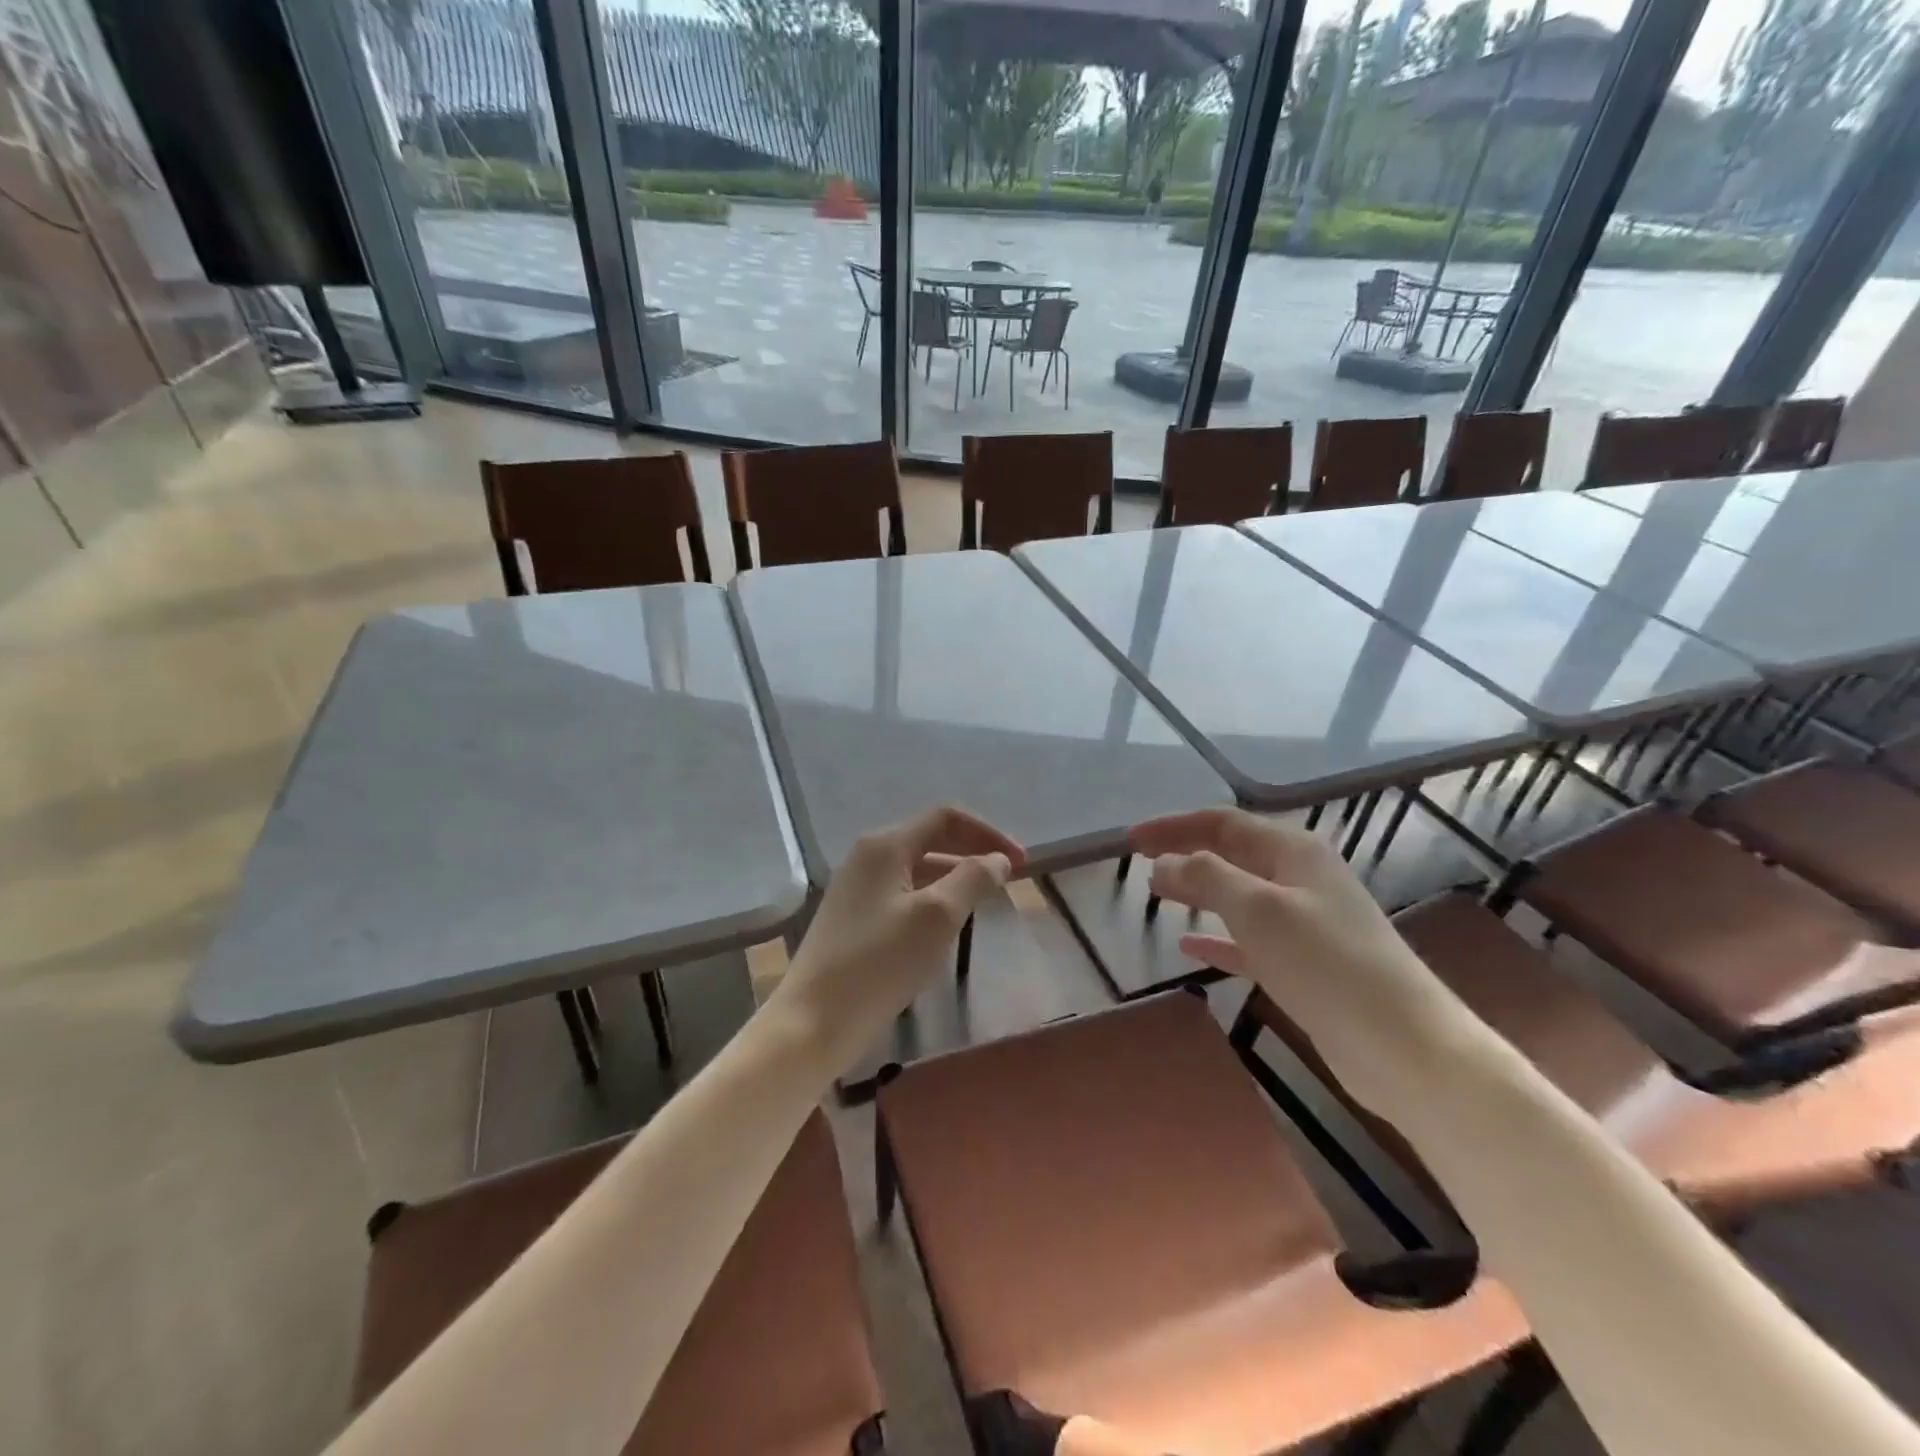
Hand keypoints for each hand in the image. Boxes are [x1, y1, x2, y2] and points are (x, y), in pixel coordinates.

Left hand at [770, 806, 1022, 1073]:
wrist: (813, 1022)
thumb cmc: (880, 963)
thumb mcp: (938, 917)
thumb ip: (973, 878)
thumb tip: (998, 858)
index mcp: (885, 845)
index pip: (946, 818)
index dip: (988, 833)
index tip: (1020, 863)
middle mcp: (867, 857)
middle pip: (931, 840)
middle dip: (972, 854)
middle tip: (1007, 882)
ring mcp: (856, 888)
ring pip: (917, 870)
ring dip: (954, 879)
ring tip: (983, 904)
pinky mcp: (852, 918)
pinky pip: (902, 895)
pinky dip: (932, 900)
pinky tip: (944, 929)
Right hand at [1130, 808, 1472, 1108]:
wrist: (1403, 1046)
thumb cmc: (1326, 962)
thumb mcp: (1258, 909)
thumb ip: (1206, 878)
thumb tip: (1162, 863)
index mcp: (1293, 851)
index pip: (1222, 822)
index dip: (1173, 827)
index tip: (1130, 840)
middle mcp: (1300, 878)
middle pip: (1231, 854)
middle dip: (1185, 853)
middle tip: (1139, 862)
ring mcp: (1305, 922)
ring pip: (1238, 895)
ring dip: (1198, 891)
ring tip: (1158, 894)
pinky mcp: (1304, 964)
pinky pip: (1248, 939)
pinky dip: (1217, 937)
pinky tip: (1188, 945)